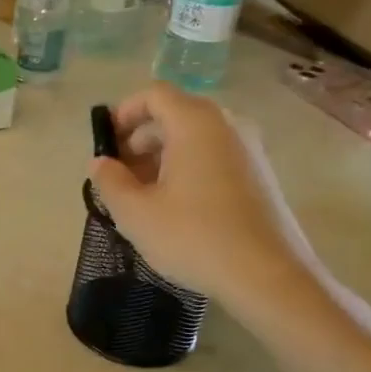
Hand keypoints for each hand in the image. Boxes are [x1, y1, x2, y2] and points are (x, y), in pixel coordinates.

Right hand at [89, 83, 305, 303]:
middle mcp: (227, 125)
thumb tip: (101, 163)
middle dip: (140, 139)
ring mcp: (249, 149)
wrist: (269, 277)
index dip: (123, 113)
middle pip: (174, 114)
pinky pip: (214, 156)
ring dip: (162, 157)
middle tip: (119, 176)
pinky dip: (188, 169)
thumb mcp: (135, 212)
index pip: (153, 94)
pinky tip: (176, 208)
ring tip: (144, 196)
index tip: (106, 146)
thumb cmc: (194, 237)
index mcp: (196, 123)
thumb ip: (109, 181)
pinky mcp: (260, 175)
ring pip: (194, 138)